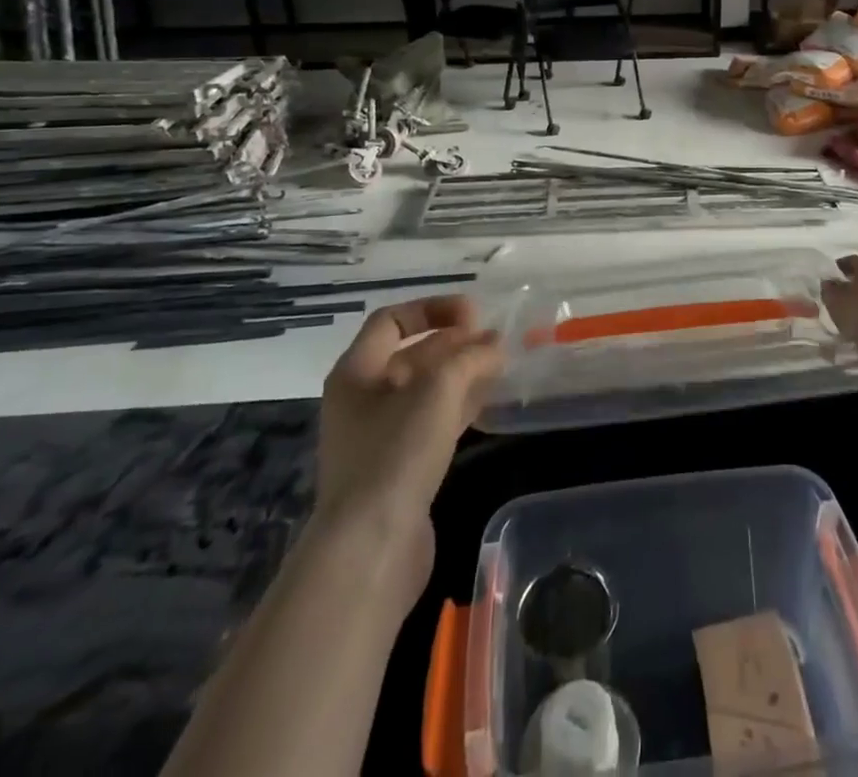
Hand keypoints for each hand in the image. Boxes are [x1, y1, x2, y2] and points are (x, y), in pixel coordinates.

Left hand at [313, 296, 503, 598]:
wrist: (371, 548)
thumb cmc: (396, 452)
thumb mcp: (438, 389)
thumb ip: (471, 357)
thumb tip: (495, 344)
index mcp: (356, 372)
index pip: (391, 320)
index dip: (432, 308)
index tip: (474, 314)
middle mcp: (363, 400)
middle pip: (411, 355)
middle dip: (453, 343)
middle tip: (495, 340)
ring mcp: (380, 437)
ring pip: (425, 390)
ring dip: (461, 373)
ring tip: (500, 364)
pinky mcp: (400, 468)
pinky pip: (432, 422)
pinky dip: (460, 405)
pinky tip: (488, 400)